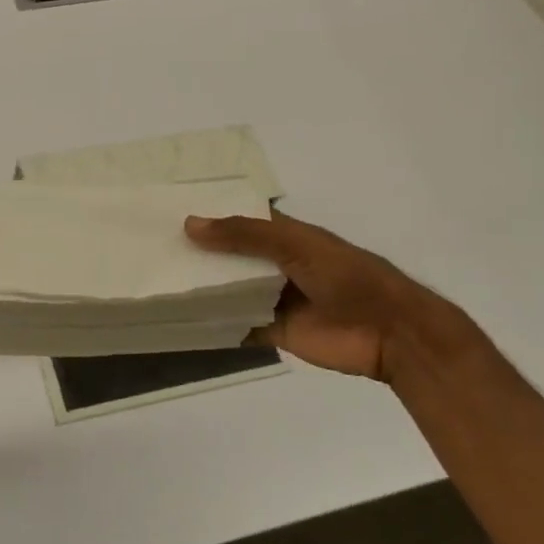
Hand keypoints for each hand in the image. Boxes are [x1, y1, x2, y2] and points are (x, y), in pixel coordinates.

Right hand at [185, 209, 465, 381]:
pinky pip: (237, 325)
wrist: (391, 333)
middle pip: (230, 256)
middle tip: (152, 247)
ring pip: (231, 290)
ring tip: (157, 280)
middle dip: (199, 253)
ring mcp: (274, 298)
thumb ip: (244, 235)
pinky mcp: (274, 331)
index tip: (169, 210)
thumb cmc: (347, 277)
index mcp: (285, 236)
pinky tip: (181, 320)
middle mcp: (275, 264)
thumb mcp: (296, 245)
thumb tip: (189, 224)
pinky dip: (215, 324)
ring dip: (203, 288)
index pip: (240, 220)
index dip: (211, 215)